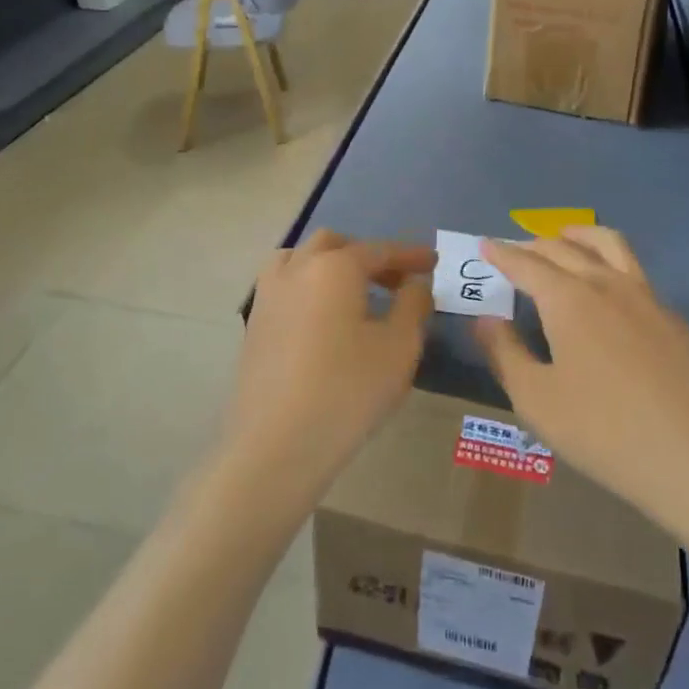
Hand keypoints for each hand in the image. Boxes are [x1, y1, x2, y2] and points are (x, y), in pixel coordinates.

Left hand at [222, 230, 433, 501]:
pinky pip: (285, 285)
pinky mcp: (254, 323)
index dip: (410, 255)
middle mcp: (297, 268)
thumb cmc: (348, 391)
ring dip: (331, 265)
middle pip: (335, 245)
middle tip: (395, 282)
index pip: (379, 250)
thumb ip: (413, 305)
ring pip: (301, 259)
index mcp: (334, 267)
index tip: (433, 261)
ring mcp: (269, 295)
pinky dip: (309, 286)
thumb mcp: (399, 348)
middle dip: (368, 256)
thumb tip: (415, 283)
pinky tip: (323, 318)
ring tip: (354, 294)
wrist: (276, 444)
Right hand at [475, 227, 688, 529]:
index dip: (501, 253)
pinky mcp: (673, 318)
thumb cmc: (605, 433)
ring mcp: (647, 297)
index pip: (526, 263)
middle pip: (563, 248)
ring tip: (563, 239)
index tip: (485, 245)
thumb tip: (485, 319)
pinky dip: (608, 263)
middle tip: (514, 251)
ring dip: (578, 236)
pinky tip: (606, 291)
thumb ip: (505, 353)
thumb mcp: (537, 400)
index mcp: (568, 299)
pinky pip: (634, 272)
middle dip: (533, 245)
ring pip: (608, 245)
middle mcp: (606, 284)